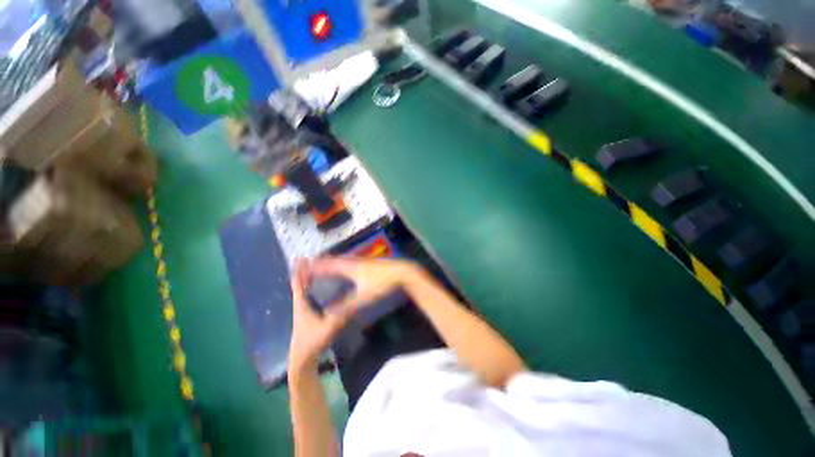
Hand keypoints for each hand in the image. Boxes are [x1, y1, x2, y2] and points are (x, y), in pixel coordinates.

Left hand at [288, 259, 355, 372]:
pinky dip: (311, 286)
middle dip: (304, 270)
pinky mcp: (307, 313)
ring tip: (316, 267)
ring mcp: (303, 309)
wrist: (302, 358)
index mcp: (302, 304)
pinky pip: (308, 294)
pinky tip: (320, 285)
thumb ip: (340, 316)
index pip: (298, 283)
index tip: (301, 257)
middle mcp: (301, 303)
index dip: (299, 270)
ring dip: (308, 277)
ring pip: (304, 289)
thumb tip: (353, 303)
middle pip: (300, 283)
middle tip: (312, 258)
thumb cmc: (311, 342)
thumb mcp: (328, 328)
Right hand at [308, 257, 419, 310]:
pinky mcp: (369, 263)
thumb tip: (329, 314)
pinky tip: (345, 268)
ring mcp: (362, 261)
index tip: (302, 267)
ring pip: (342, 260)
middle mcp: (354, 261)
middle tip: (308, 264)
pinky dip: (342, 264)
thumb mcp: (364, 296)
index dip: (315, 267)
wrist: (402, 271)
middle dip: (321, 262)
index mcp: (350, 267)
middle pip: (334, 260)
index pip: (328, 265)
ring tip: (323, 264)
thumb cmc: (383, 282)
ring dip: (331, 262)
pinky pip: (350, 262)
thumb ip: (346, 305)